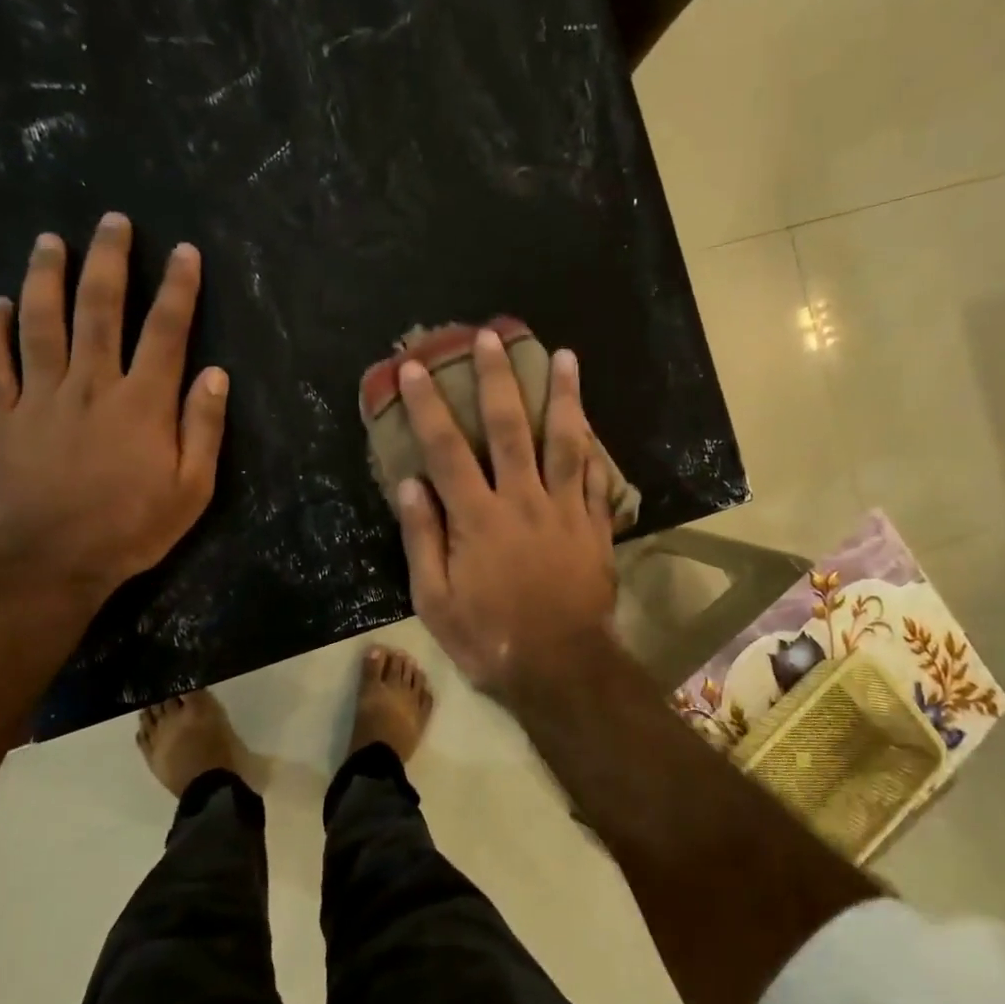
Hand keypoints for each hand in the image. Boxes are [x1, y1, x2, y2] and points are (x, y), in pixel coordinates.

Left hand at [0, 213, 227, 599]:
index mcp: (143, 402)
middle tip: (112, 221)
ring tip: (50, 240)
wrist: (53, 558)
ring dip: (46, 277)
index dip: (178, 288)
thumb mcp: (192, 487)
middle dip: (109, 261)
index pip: (166, 331)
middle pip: (99, 309)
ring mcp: (40, 397)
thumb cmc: (133, 526)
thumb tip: (215, 374)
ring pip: (41, 323)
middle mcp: (91, 384)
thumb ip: (204, 427)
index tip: (184, 252)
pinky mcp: (1, 417)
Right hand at [393, 329, 616, 698]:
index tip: (416, 368)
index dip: (429, 406)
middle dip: (498, 379)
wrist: (559, 667)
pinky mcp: (593, 526)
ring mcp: (564, 510)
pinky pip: (593, 477)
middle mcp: (522, 501)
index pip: (447, 450)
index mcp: (477, 518)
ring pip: (565, 442)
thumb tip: (411, 483)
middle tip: (492, 336)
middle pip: (510, 429)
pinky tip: (590, 419)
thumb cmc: (489, 637)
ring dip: (564, 396)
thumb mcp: (435, 599)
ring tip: (564, 355)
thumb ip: (422, 538)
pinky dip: (591, 446)